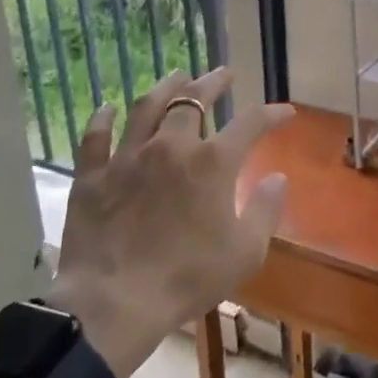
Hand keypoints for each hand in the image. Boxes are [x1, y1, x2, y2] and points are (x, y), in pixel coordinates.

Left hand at [46, 68, 294, 377]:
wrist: (114, 303)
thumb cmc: (188, 278)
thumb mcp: (245, 252)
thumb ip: (266, 210)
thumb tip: (278, 177)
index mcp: (212, 163)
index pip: (251, 123)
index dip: (271, 114)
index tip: (285, 113)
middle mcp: (171, 146)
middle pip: (193, 100)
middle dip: (213, 83)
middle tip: (223, 74)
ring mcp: (127, 157)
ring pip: (147, 107)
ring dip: (165, 88)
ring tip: (176, 76)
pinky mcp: (92, 175)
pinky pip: (96, 137)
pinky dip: (103, 119)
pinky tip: (107, 108)